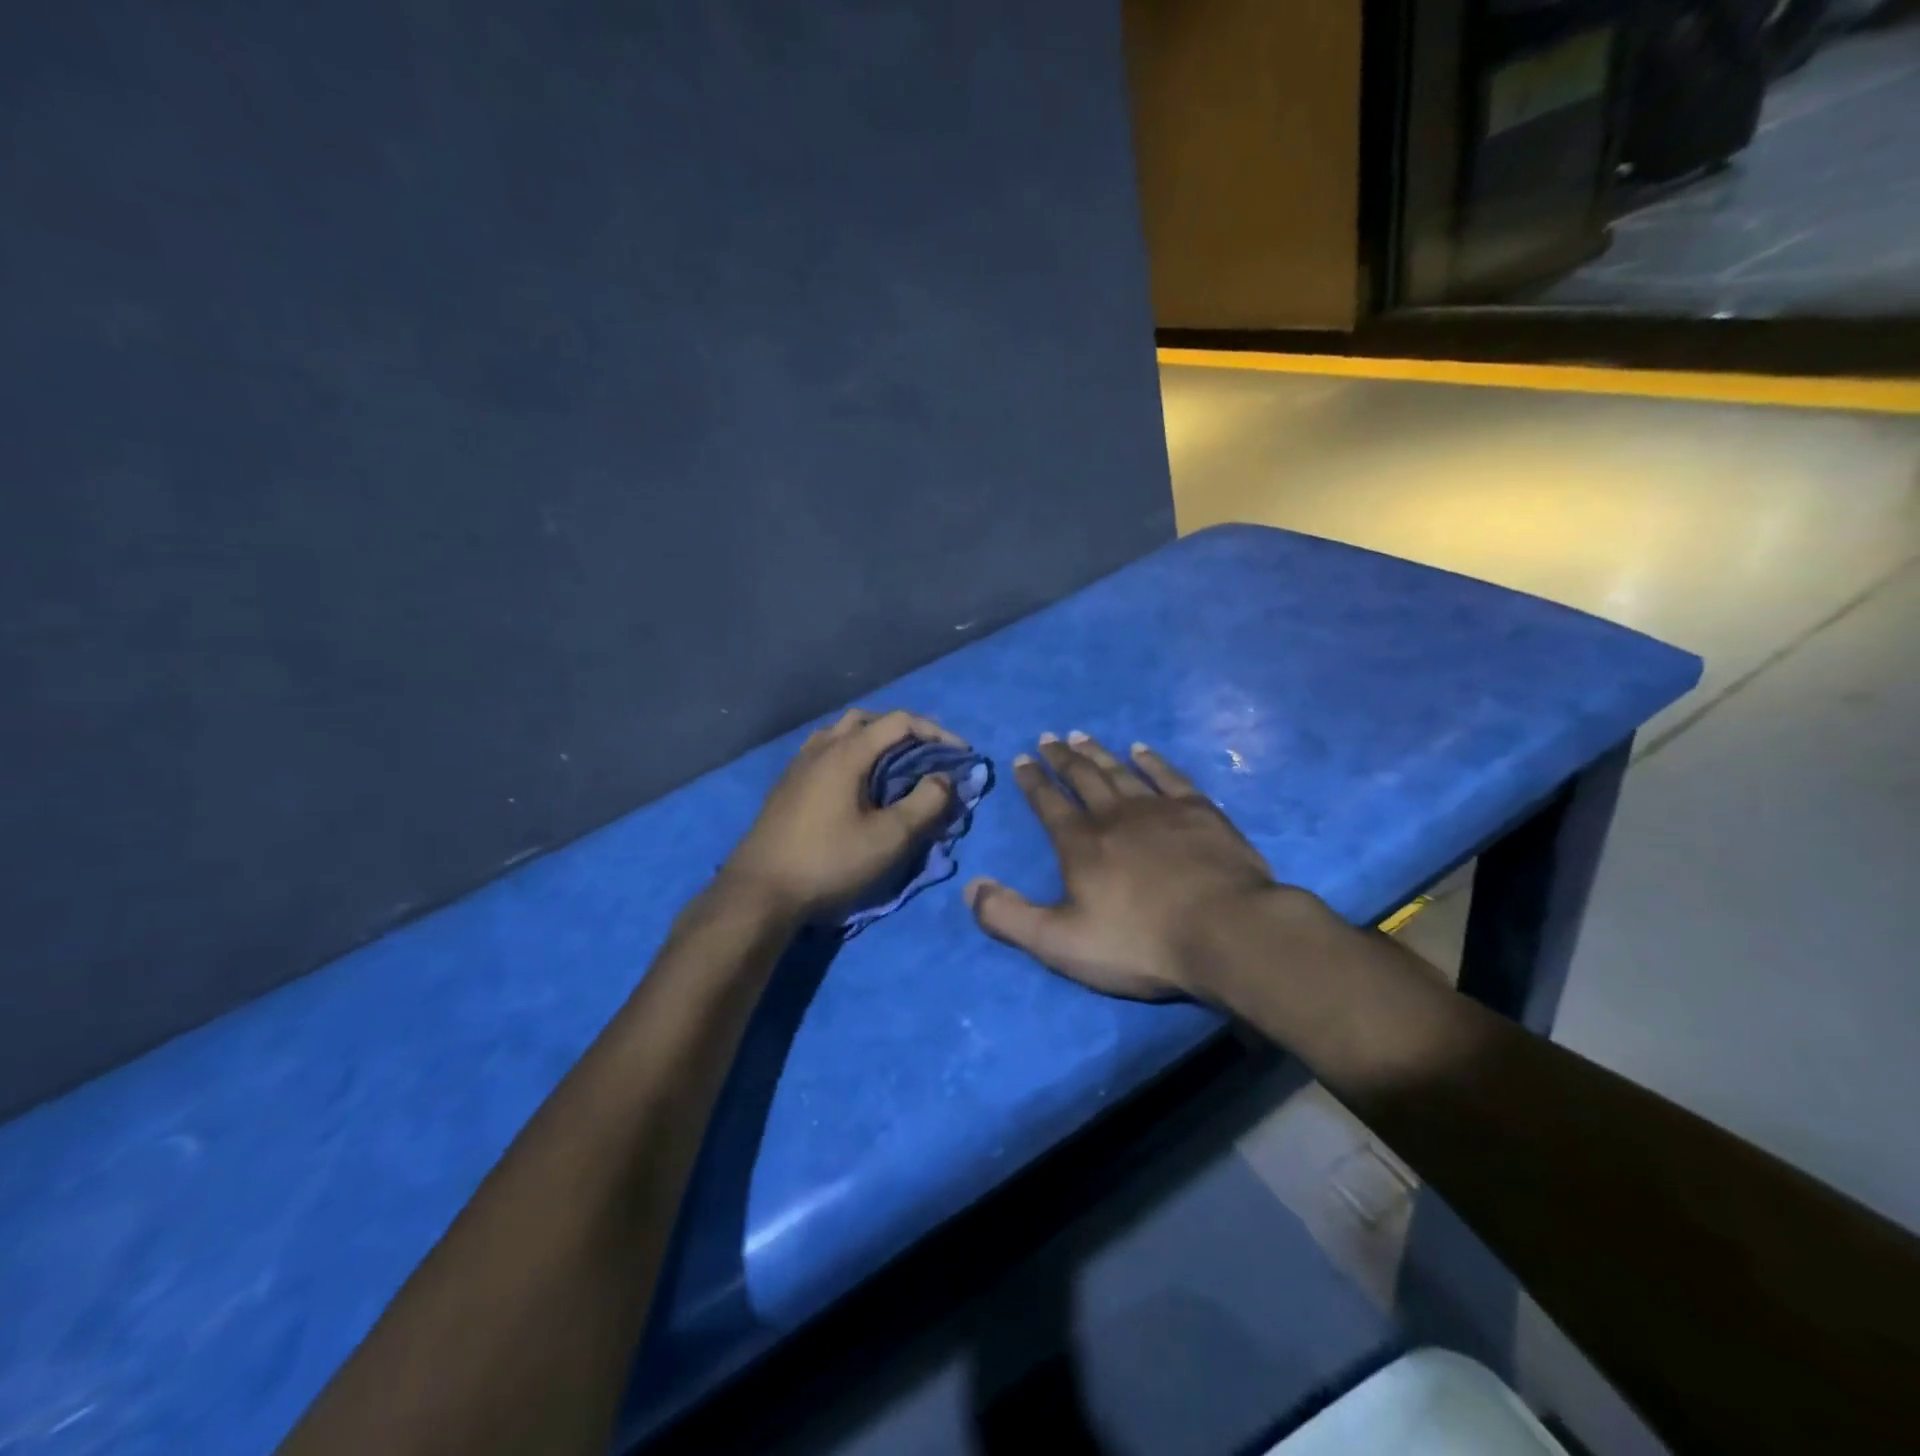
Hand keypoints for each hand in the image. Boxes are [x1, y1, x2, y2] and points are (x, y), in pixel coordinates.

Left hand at [720, 709, 963, 922]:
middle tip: (927, 757)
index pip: (900, 721)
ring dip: (874, 741)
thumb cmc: (829, 862)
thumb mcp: (889, 838)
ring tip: (894, 767)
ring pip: (842, 733)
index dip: (937, 733)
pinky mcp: (787, 784)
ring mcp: (799, 764)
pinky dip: (852, 754)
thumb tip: (946, 778)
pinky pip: (826, 751)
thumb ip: (925, 804)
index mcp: (846, 752)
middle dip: (905, 732)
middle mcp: (821, 747)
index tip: (961, 756)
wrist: (760, 891)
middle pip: (869, 719)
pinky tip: (857, 785)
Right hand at [965, 732, 1313, 1001]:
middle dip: (1061, 757)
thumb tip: (970, 887)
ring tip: (1081, 735)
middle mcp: (1114, 815)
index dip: (1032, 781)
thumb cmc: (1139, 941)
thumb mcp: (1060, 943)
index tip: (1021, 759)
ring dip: (1098, 753)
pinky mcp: (1199, 812)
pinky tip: (1141, 750)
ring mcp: (1159, 809)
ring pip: (1120, 771)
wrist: (1225, 931)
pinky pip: (1168, 776)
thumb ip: (1009, 917)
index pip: (1048, 803)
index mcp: (1080, 844)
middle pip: (1082, 778)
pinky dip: (1152, 761)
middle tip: (1048, 737)